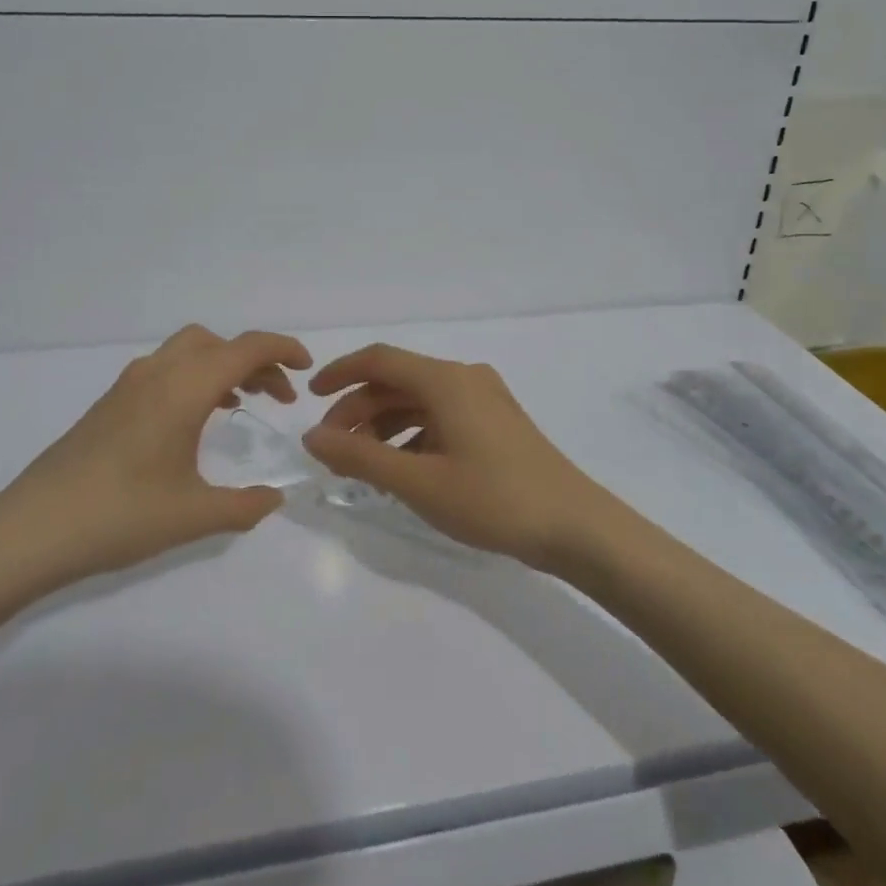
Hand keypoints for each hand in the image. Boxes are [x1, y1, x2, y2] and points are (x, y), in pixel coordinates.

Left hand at [0, 326, 311, 599]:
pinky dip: (193, 377)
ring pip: (188, 351)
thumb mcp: (193, 515)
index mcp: (185, 387)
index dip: (283, 350)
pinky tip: (193, 420)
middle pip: (218, 342)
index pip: (246, 347)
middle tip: (276, 395)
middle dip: (254, 360)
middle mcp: (159, 373)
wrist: (32, 528)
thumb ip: (244, 506)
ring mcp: (129, 385)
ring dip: (221, 365)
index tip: (306, 370)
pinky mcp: (110, 402)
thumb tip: (275, 498)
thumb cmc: (120, 515)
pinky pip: (165, 369)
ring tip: (240, 403)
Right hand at [301, 344, 613, 568]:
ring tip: (360, 464)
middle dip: (359, 409)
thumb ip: (360, 456)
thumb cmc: (493, 499)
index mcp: (446, 380)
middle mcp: (464, 378)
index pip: (380, 359)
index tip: (309, 398)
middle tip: (331, 447)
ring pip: (419, 401)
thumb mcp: (418, 482)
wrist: (575, 526)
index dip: (340, 373)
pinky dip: (412, 436)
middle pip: (398, 381)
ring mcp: (484, 399)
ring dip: (384, 425)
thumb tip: (312, 436)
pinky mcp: (496, 422)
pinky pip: (441, 417)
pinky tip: (401, 470)